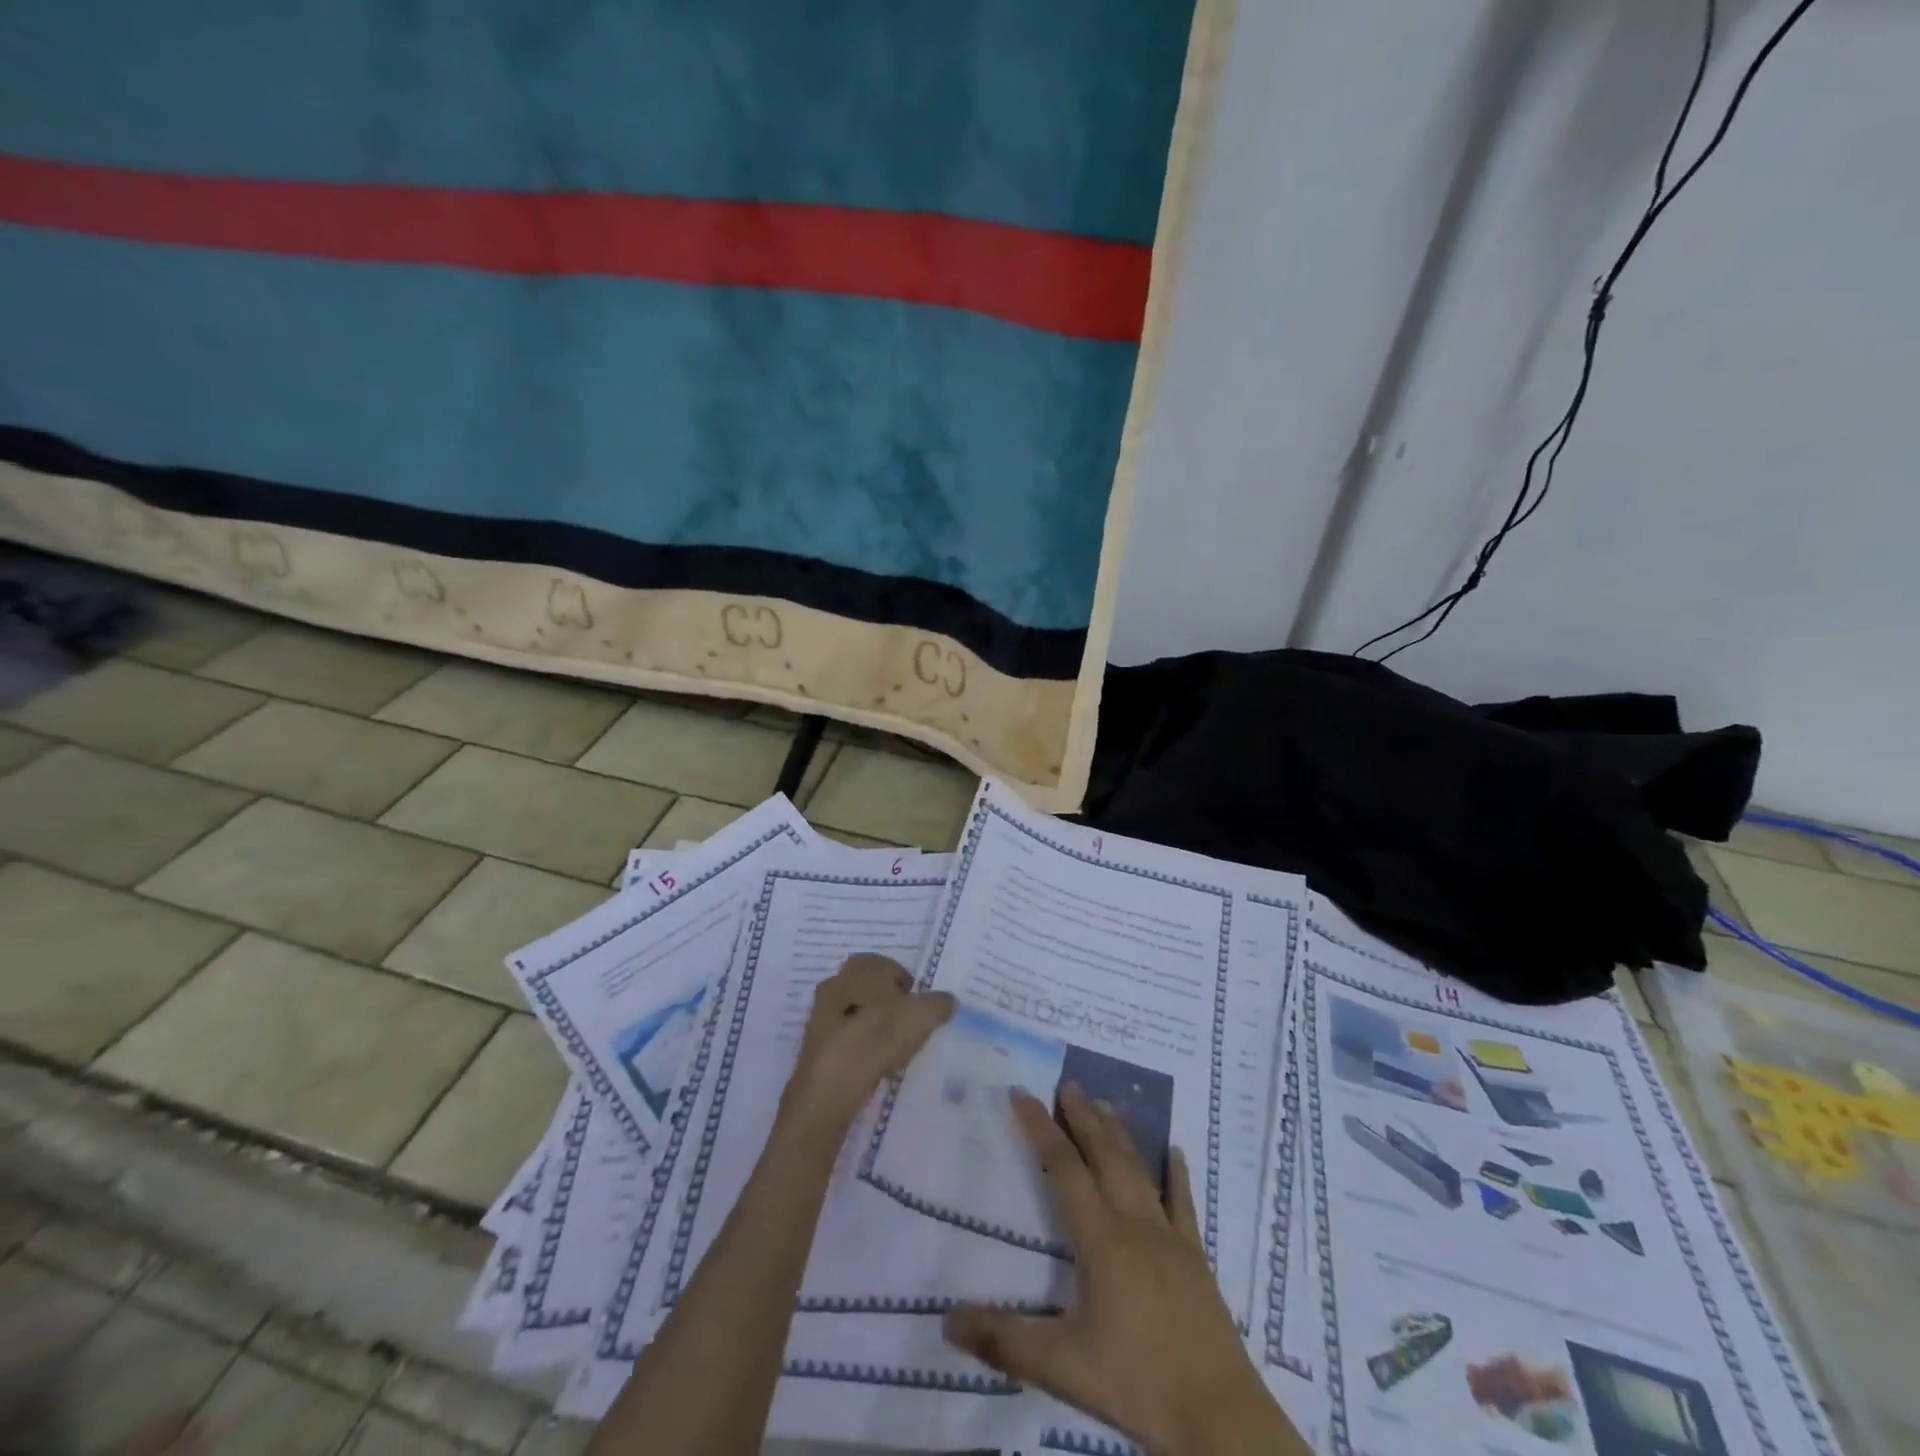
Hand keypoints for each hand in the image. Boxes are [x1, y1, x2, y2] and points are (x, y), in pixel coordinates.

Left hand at [778, 955, 954, 1138]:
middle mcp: (834, 988)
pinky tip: (878, 1066)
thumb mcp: (919, 1016)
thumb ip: (937, 1004)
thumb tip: (947, 1001)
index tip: (919, 1003)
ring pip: (857, 1014)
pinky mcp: (818, 1050)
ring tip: (897, 1047)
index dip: (905, 981)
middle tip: (910, 1022)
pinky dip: (865, 1048)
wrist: (829, 1090)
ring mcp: (821, 1020)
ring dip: (877, 1026)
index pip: (884, 964)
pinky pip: (848, 1040)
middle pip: (868, 989)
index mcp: (856, 972)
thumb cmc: (874, 1040)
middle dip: (890, 1002)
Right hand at [944, 1085, 1305, 1455]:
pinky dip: (1177, 1173)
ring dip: (1120, 1134)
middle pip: (1104, 1155)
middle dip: (1082, 1116)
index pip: (1063, 1167)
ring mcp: (1169, 1236)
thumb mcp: (1061, 1367)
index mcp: (1100, 1238)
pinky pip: (1183, 1203)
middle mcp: (1133, 1223)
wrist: (1219, 1417)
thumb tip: (946, 1320)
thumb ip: (1003, 1341)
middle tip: (1068, 1083)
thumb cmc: (1137, 1383)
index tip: (1022, 1093)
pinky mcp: (1195, 1257)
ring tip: (1105, 1103)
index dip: (1040, 1127)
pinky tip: (1176, 1151)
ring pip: (1139, 1169)